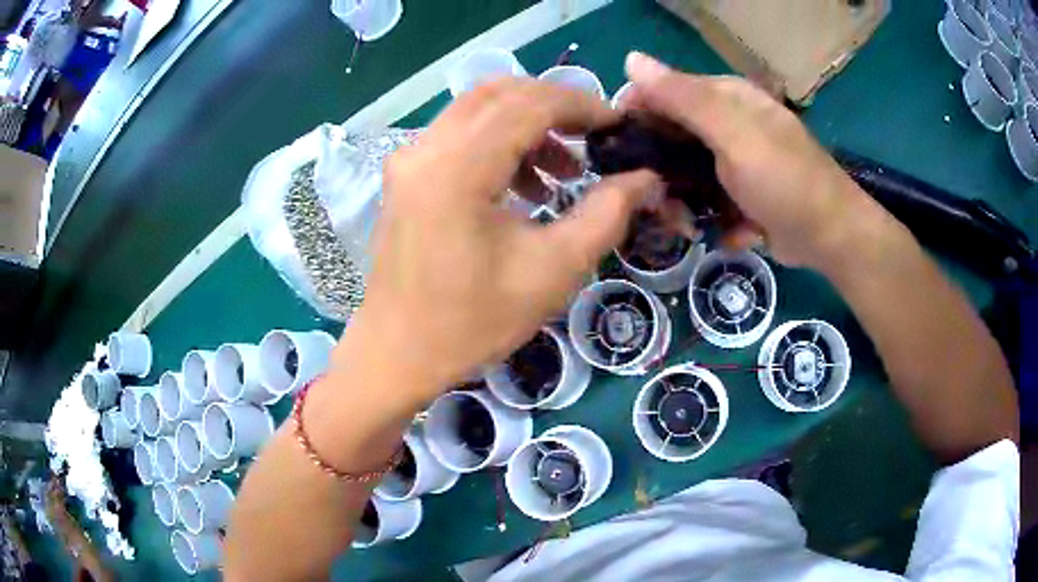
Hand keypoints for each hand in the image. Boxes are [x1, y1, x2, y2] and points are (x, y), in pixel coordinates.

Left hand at [351, 79, 659, 399]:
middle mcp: (425, 149)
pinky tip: (524, 185)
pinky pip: (458, 135)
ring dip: (526, 124)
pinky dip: (498, 142)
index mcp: (457, 168)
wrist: (398, 353)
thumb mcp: (553, 270)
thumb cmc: (473, 322)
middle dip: (555, 106)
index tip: (618, 125)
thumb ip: (606, 214)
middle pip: (499, 93)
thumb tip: (647, 178)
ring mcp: (408, 159)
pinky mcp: (405, 175)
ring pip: (477, 109)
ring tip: (564, 171)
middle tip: (595, 138)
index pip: (528, 104)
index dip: (581, 105)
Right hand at [623, 52, 867, 267]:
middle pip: (672, 135)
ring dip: (683, 200)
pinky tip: (727, 231)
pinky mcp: (742, 193)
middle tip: (656, 200)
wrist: (831, 239)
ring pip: (687, 171)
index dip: (637, 114)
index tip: (619, 149)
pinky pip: (710, 198)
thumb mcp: (734, 134)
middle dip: (659, 168)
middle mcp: (729, 123)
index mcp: (726, 98)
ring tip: (686, 226)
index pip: (664, 91)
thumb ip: (684, 98)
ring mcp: (736, 160)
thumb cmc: (786, 181)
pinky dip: (712, 217)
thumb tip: (630, 59)